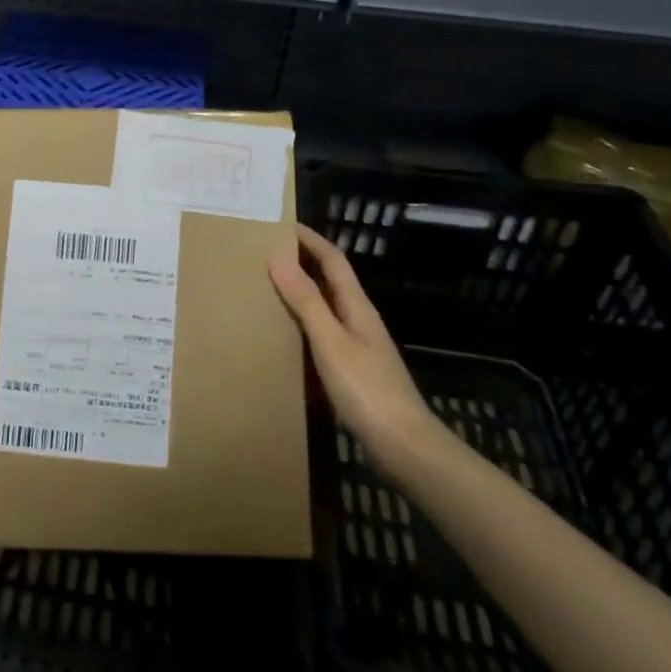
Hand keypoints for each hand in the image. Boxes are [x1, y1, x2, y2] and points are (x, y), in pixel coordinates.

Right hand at [269, 224, 440, 469]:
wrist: (405, 448)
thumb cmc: (368, 391)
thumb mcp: (331, 343)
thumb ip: (306, 302)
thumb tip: (278, 257)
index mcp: (357, 308)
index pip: (334, 260)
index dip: (310, 239)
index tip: (281, 223)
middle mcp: (360, 320)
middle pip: (331, 280)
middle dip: (303, 261)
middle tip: (265, 252)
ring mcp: (359, 347)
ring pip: (327, 307)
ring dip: (301, 291)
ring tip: (267, 286)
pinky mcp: (354, 371)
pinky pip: (324, 333)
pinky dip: (303, 322)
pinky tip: (286, 335)